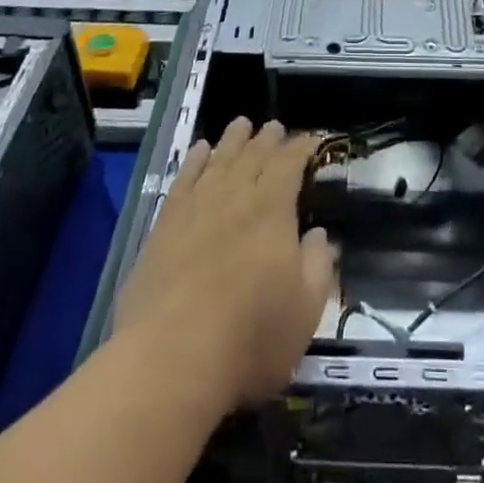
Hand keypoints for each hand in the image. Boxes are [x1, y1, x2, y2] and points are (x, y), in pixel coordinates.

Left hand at [113, 118, 333, 411]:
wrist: (171, 357)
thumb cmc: (250, 337)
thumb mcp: (305, 310)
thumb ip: (318, 265)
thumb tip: (318, 234)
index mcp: (273, 208)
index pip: (290, 163)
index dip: (301, 147)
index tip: (311, 140)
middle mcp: (235, 195)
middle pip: (253, 155)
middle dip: (268, 139)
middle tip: (275, 126)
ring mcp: (196, 207)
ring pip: (218, 159)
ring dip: (232, 140)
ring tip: (241, 124)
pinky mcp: (164, 225)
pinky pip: (183, 179)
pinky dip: (193, 160)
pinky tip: (198, 151)